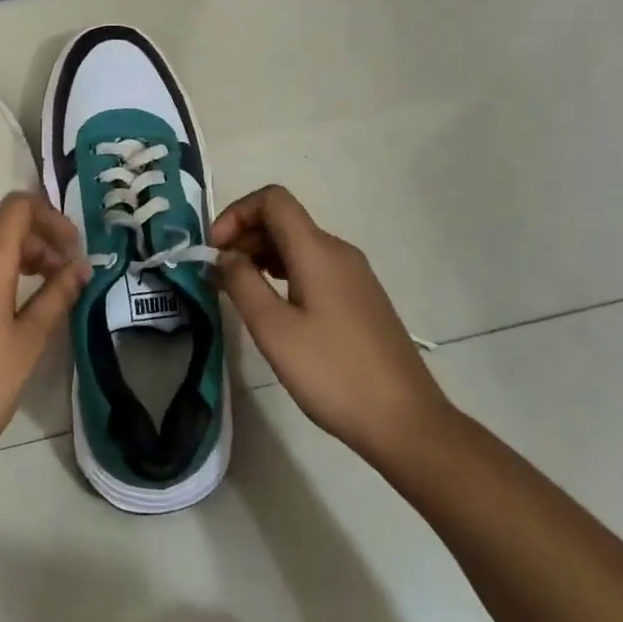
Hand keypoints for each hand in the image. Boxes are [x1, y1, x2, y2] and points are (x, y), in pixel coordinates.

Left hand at [0, 192, 88, 475]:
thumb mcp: (28, 343)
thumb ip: (56, 296)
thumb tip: (80, 267)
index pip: (19, 206)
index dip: (51, 218)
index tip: (71, 252)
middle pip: (0, 222)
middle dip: (35, 239)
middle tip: (59, 276)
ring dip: (10, 254)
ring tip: (33, 292)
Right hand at [212, 185, 453, 465]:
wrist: (406, 422)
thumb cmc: (333, 372)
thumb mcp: (274, 329)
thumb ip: (242, 283)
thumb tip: (225, 255)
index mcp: (317, 250)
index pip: (272, 199)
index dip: (236, 213)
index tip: (215, 250)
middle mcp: (338, 252)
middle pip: (283, 221)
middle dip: (244, 237)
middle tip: (219, 277)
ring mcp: (354, 275)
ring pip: (298, 245)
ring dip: (262, 257)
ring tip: (240, 294)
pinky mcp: (360, 299)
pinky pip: (314, 267)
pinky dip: (284, 274)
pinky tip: (274, 309)